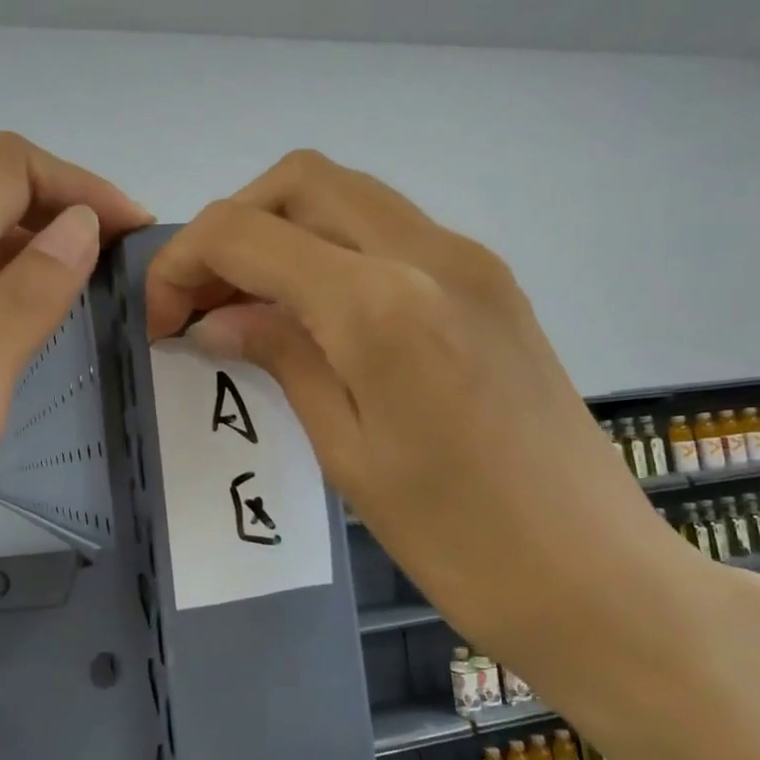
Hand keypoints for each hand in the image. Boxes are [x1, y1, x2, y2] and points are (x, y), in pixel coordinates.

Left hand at [0, 133, 151, 674]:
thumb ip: (22, 302)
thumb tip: (79, 223)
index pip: (0, 172)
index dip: (75, 182)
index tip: (132, 235)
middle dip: (65, 208)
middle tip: (124, 267)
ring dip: (42, 249)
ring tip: (96, 295)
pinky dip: (14, 292)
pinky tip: (38, 337)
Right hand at [145, 150, 759, 711]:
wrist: (598, 579)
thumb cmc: (457, 541)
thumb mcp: (346, 453)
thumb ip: (281, 358)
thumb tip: (216, 319)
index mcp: (380, 305)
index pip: (245, 233)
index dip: (182, 263)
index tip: (162, 321)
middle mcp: (429, 254)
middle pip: (299, 181)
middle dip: (232, 227)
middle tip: (205, 303)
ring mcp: (470, 261)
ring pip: (347, 195)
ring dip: (283, 232)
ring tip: (252, 308)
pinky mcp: (492, 283)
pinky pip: (390, 230)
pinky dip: (332, 249)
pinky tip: (318, 317)